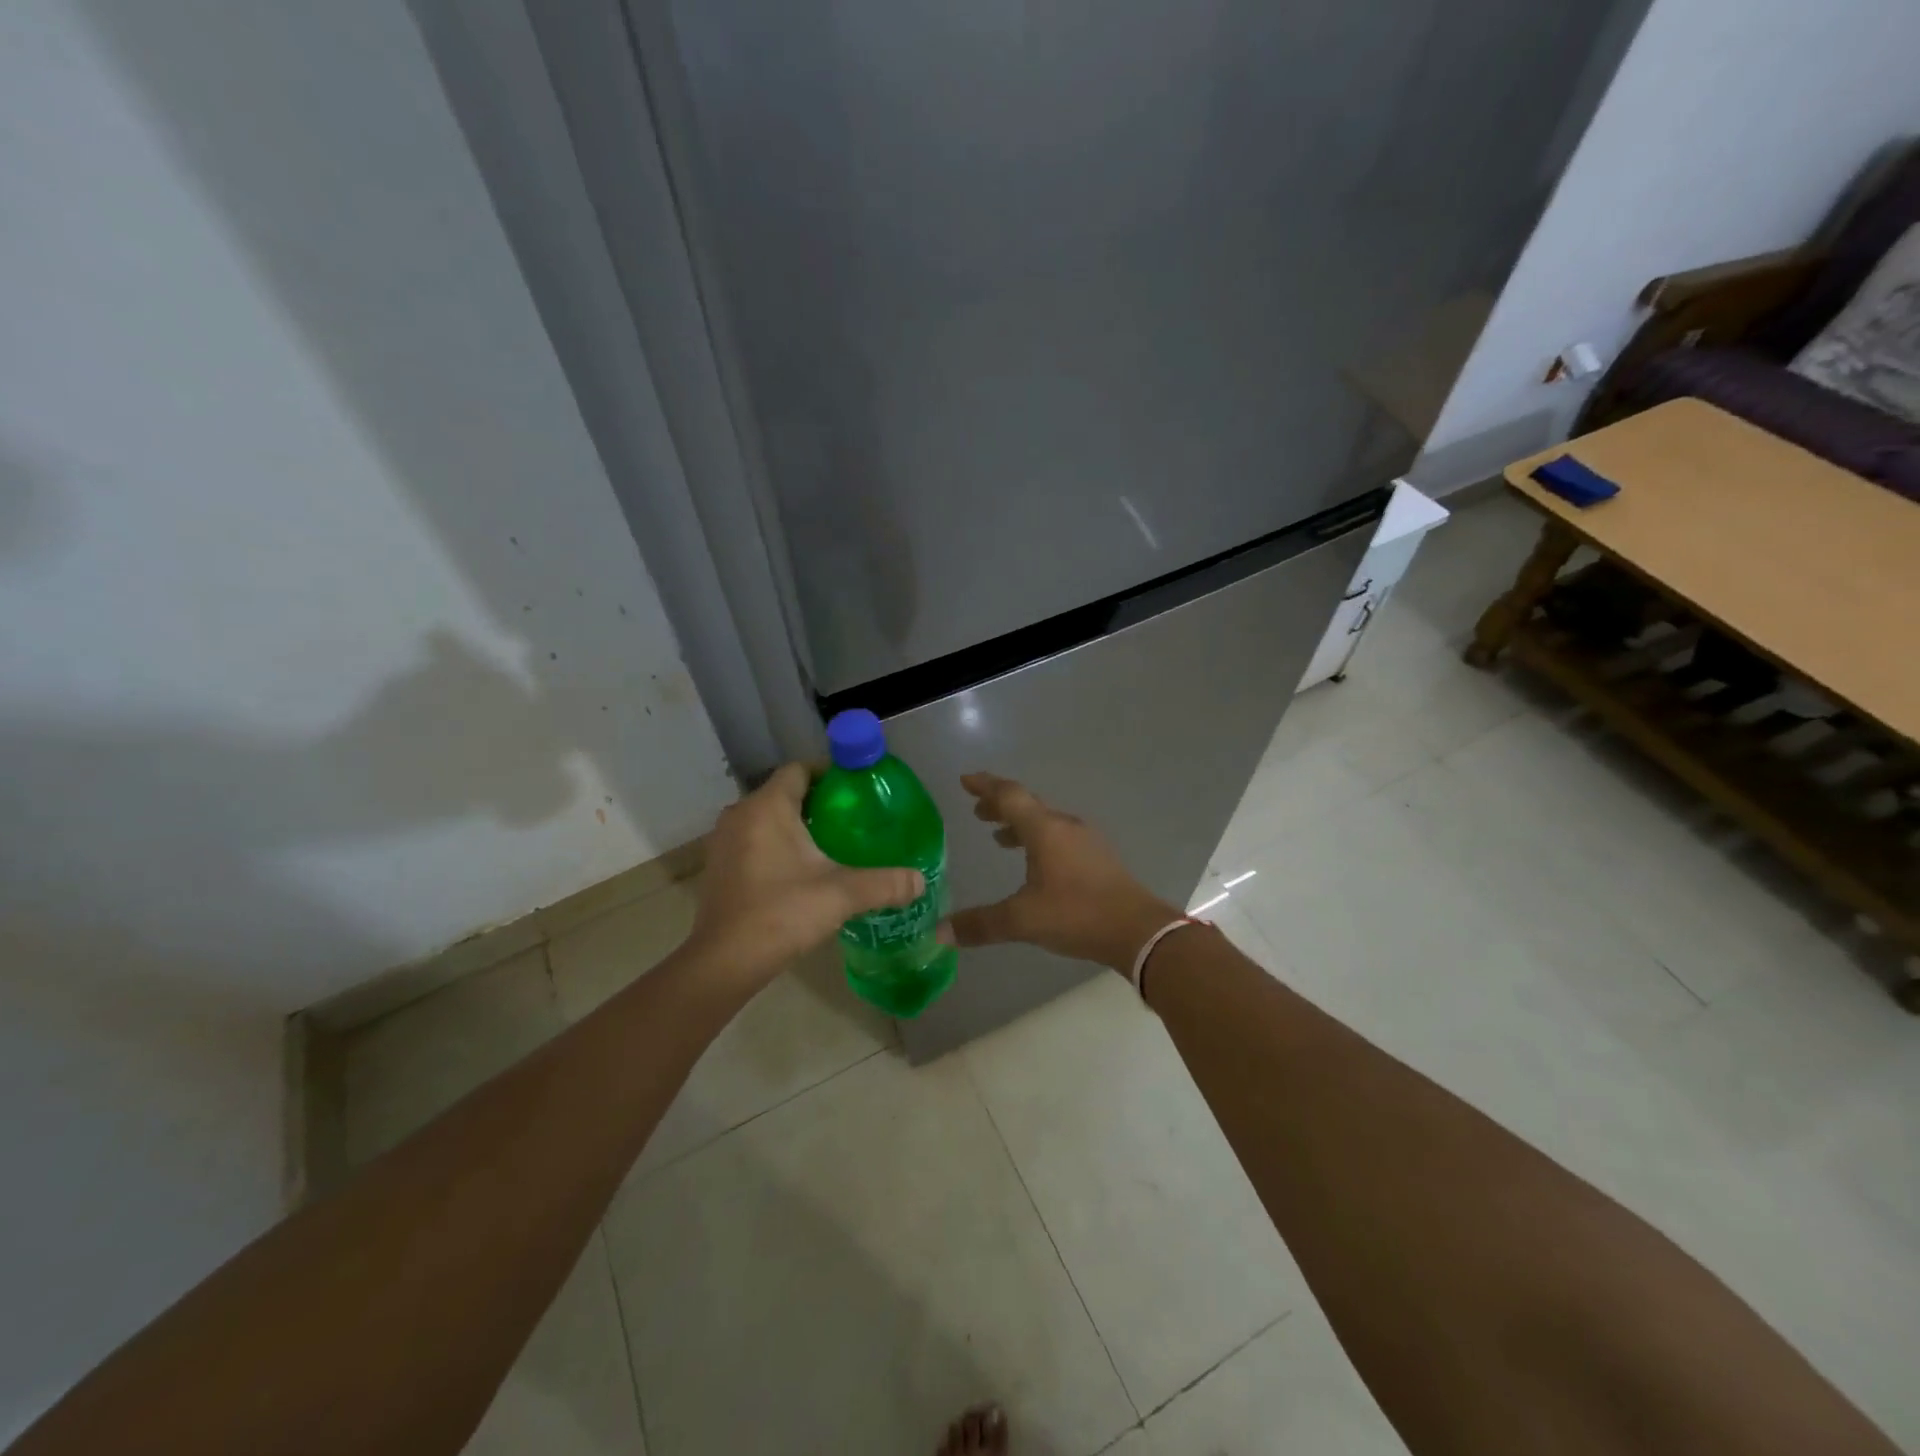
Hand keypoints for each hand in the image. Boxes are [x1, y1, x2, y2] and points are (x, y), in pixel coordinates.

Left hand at [688, 764, 923, 993]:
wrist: (725, 962)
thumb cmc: (782, 913)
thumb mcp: (841, 895)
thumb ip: (884, 883)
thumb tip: (920, 881)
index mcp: (767, 806)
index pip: (799, 769)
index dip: (829, 774)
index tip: (857, 792)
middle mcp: (740, 813)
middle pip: (784, 793)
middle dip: (818, 803)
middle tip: (852, 820)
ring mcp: (724, 841)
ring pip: (767, 818)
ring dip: (795, 826)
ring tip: (831, 845)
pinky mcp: (718, 866)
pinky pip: (753, 840)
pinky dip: (775, 845)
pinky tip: (799, 871)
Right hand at [943, 773, 1179, 973]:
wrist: (1138, 930)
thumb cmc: (1077, 914)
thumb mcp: (1022, 921)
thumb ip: (980, 924)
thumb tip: (939, 932)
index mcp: (1044, 830)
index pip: (1009, 796)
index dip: (985, 786)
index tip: (965, 779)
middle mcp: (1064, 826)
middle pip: (1027, 805)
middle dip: (999, 805)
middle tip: (977, 811)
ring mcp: (1085, 841)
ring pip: (1045, 822)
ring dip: (1019, 824)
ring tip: (998, 837)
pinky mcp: (1097, 858)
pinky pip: (1059, 836)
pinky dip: (1037, 839)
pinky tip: (1035, 863)